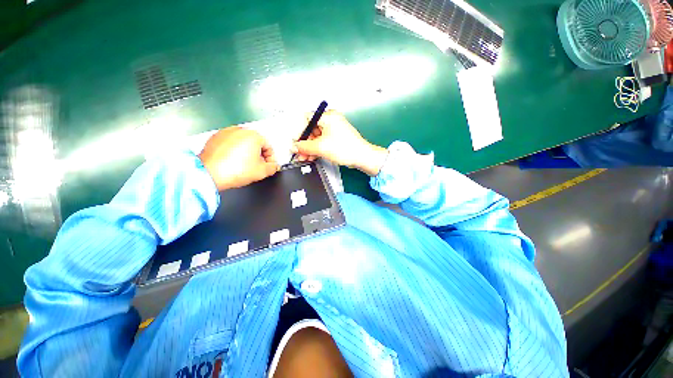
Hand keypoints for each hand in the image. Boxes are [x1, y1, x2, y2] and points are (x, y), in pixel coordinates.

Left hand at [199, 127, 277, 190]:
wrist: (209, 174)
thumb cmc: (234, 171)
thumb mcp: (262, 172)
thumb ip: (273, 167)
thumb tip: (273, 166)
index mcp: (254, 135)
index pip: (269, 147)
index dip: (271, 159)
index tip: (268, 166)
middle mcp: (240, 130)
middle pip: (256, 144)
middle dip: (258, 155)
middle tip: (256, 167)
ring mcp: (226, 132)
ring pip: (243, 143)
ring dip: (246, 153)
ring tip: (243, 165)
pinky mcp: (215, 137)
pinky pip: (230, 144)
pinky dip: (233, 151)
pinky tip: (232, 162)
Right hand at [292, 110, 387, 175]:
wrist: (362, 157)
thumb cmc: (347, 148)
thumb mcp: (321, 147)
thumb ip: (305, 146)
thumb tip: (295, 146)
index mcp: (328, 116)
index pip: (307, 119)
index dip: (300, 131)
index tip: (297, 142)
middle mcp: (331, 120)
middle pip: (311, 129)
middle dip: (305, 143)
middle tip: (299, 152)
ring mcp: (335, 129)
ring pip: (317, 137)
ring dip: (310, 148)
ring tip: (305, 157)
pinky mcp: (337, 138)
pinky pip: (323, 141)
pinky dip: (317, 149)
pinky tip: (312, 156)